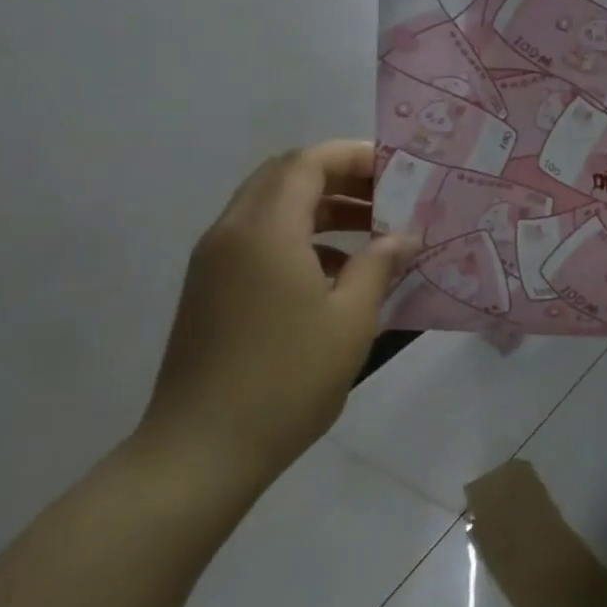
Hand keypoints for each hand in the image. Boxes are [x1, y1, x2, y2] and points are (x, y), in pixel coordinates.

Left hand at [139, 143, 415, 491]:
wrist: (202, 450)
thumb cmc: (288, 378)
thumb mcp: (351, 319)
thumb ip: (380, 265)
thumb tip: (404, 236)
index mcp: (265, 230)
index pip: (308, 162)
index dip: (355, 156)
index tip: (397, 173)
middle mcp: (232, 232)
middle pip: (285, 176)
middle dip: (339, 178)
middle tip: (386, 198)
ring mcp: (214, 262)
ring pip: (270, 208)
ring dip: (320, 209)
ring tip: (371, 234)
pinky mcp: (210, 290)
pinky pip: (258, 240)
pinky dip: (299, 238)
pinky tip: (336, 274)